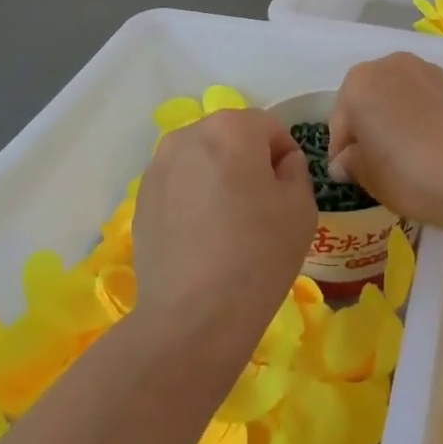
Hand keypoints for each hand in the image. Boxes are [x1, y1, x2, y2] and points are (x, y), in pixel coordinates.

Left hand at [133, 109, 315, 360]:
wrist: (194, 316)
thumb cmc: (258, 254)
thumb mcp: (301, 207)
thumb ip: (295, 171)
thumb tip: (279, 164)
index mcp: (231, 128)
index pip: (269, 127)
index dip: (284, 157)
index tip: (287, 193)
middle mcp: (189, 135)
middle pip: (230, 138)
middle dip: (247, 163)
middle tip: (260, 209)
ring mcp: (158, 167)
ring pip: (201, 161)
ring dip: (217, 179)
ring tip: (227, 226)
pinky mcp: (141, 199)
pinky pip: (178, 186)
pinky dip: (192, 200)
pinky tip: (201, 240)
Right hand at [327, 53, 442, 231]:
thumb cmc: (408, 173)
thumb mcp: (368, 176)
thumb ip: (350, 162)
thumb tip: (345, 160)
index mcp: (357, 83)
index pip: (340, 121)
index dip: (342, 151)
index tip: (349, 174)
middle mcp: (388, 65)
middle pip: (368, 99)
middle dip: (367, 126)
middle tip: (375, 162)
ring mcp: (424, 69)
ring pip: (397, 95)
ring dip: (394, 117)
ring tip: (404, 153)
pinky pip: (423, 99)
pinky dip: (419, 116)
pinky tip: (428, 144)